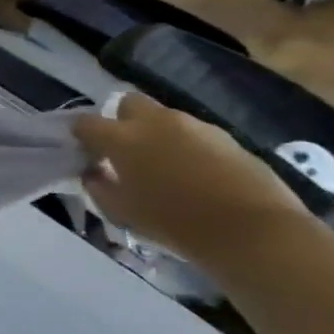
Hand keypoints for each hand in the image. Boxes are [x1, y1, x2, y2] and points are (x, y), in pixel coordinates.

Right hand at [72, 93, 305, 263]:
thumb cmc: (174, 221)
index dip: (81, 136)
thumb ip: (98, 187)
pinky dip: (187, 147)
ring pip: (165, 118)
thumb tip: (93, 173)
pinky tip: (195, 174)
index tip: (86, 155)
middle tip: (125, 151)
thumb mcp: (121, 211)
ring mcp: (197, 126)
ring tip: (164, 166)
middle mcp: (157, 122)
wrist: (252, 230)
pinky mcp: (228, 138)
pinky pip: (195, 135)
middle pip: (128, 103)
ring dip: (157, 134)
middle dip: (121, 120)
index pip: (85, 122)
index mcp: (122, 138)